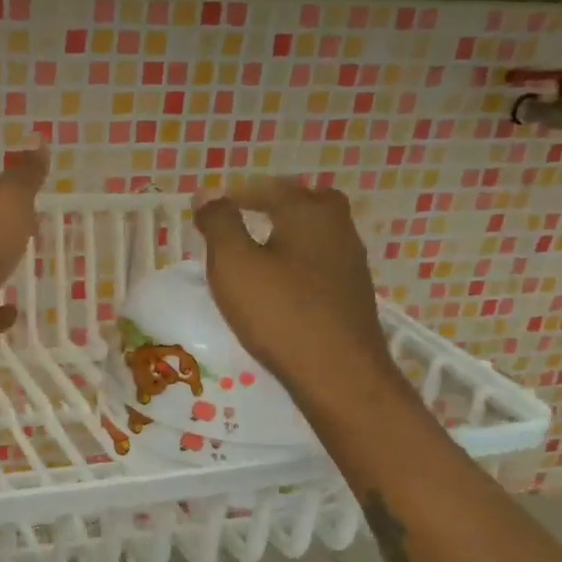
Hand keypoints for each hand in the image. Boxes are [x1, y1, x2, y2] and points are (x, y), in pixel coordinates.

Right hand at [190, 178, 403, 410]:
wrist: (338, 372)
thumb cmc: (279, 312)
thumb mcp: (233, 264)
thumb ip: (219, 224)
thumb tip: (208, 194)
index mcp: (308, 213)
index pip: (268, 189)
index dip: (236, 195)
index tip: (210, 208)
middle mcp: (337, 229)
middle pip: (308, 201)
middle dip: (276, 203)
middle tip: (247, 214)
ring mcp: (351, 263)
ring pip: (318, 233)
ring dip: (290, 232)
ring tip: (259, 249)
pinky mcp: (353, 294)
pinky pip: (322, 262)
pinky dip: (300, 260)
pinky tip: (283, 283)